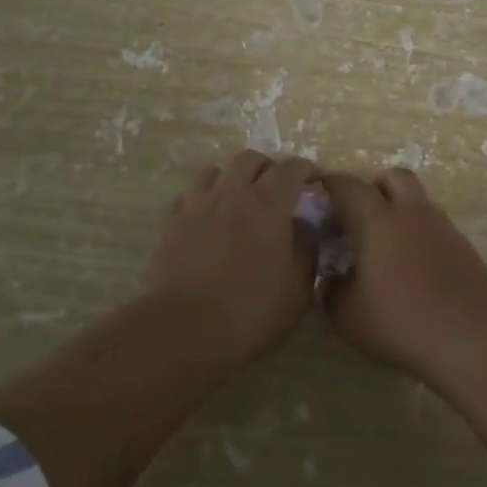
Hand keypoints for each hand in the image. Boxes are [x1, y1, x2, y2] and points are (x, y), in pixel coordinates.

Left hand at [148, 150, 319, 362]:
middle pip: (251, 159)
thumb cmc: (250, 310)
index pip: (292, 169)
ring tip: (237, 197)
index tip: (314, 181)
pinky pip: (189, 195)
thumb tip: (307, 228)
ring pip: (215, 170)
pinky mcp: (171, 221)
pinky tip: (207, 218)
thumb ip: (307, 250)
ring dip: (232, 178)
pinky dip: (203, 199)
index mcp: (269, 205)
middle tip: (275, 187)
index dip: (306, 169)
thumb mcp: (298, 289)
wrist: (185, 328)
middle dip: (268, 167)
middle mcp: (233, 193)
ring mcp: (198, 204)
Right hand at [319, 168, 486, 384]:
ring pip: (417, 199)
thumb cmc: (401, 322)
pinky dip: (419, 232)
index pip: (350, 186)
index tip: (320, 193)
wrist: (471, 336)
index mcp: (378, 221)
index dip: (332, 184)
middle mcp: (411, 212)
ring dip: (399, 209)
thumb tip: (331, 278)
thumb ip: (331, 292)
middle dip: (374, 186)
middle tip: (359, 214)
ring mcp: (442, 225)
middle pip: (393, 176)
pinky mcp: (463, 245)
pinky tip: (412, 264)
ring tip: (386, 245)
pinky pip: (434, 224)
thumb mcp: (348, 317)